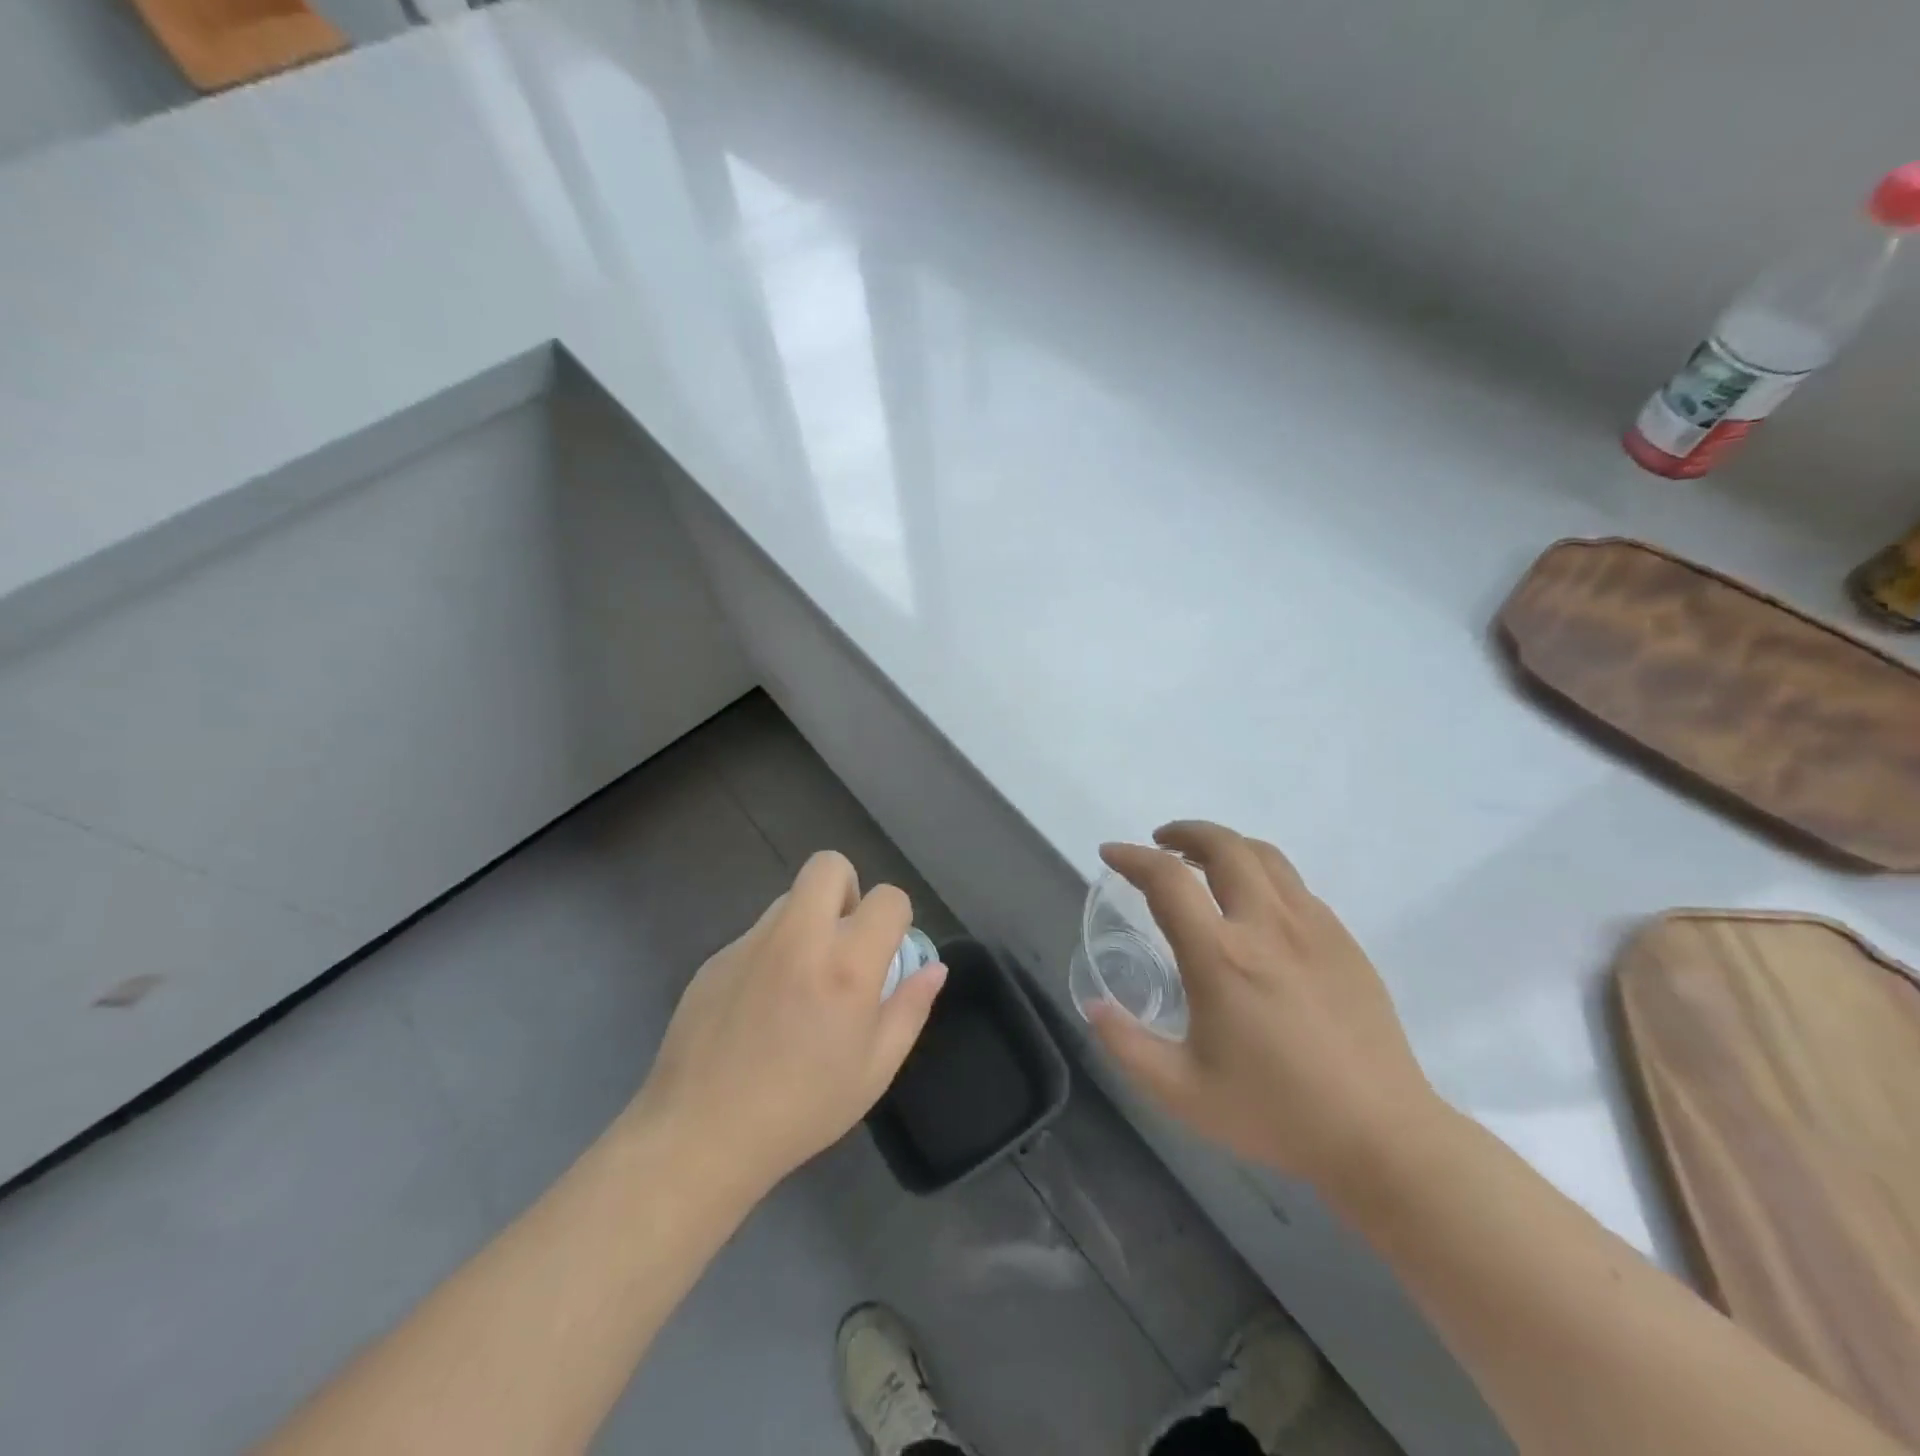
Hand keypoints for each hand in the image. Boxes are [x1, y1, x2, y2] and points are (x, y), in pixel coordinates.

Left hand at [627, 851, 945, 1198]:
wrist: (701, 1134)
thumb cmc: (802, 1108)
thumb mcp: (875, 1069)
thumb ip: (910, 1008)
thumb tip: (933, 967)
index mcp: (846, 965)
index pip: (888, 897)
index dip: (896, 917)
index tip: (886, 952)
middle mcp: (799, 938)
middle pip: (829, 866)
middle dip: (847, 890)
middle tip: (844, 941)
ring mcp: (751, 942)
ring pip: (790, 899)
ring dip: (807, 921)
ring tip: (800, 981)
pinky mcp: (716, 957)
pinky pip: (757, 935)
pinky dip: (771, 953)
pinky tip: (760, 1007)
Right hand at [1089, 821, 1441, 1195]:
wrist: (1382, 1135)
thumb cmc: (1275, 1113)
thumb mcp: (1182, 1092)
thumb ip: (1127, 1046)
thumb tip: (1094, 1006)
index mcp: (1221, 957)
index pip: (1168, 880)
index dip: (1132, 858)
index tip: (1111, 854)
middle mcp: (1267, 926)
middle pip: (1223, 846)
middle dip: (1184, 832)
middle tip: (1160, 843)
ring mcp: (1313, 927)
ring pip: (1264, 855)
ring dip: (1225, 844)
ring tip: (1203, 860)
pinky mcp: (1343, 940)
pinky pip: (1294, 884)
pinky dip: (1261, 873)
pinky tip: (1254, 903)